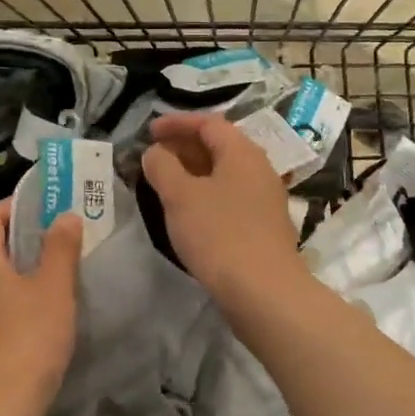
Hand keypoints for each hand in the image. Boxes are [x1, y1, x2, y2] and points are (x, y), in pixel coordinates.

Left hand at [0, 199, 81, 415]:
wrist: (4, 406)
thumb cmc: (29, 338)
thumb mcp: (53, 288)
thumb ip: (60, 248)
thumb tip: (64, 215)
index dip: (13, 204)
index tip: (45, 203)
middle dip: (25, 231)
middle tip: (61, 229)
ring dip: (27, 261)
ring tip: (61, 261)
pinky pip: (2, 297)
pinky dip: (23, 287)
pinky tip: (49, 300)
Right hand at [140, 112, 302, 304]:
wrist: (264, 291)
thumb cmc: (219, 234)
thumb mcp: (180, 196)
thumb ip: (162, 166)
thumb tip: (155, 152)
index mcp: (242, 153)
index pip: (209, 123)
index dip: (177, 123)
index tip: (149, 131)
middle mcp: (259, 169)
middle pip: (220, 147)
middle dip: (184, 147)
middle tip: (154, 157)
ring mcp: (265, 200)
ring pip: (225, 175)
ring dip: (194, 173)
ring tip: (166, 185)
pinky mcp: (263, 227)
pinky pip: (230, 198)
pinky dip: (206, 196)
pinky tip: (190, 214)